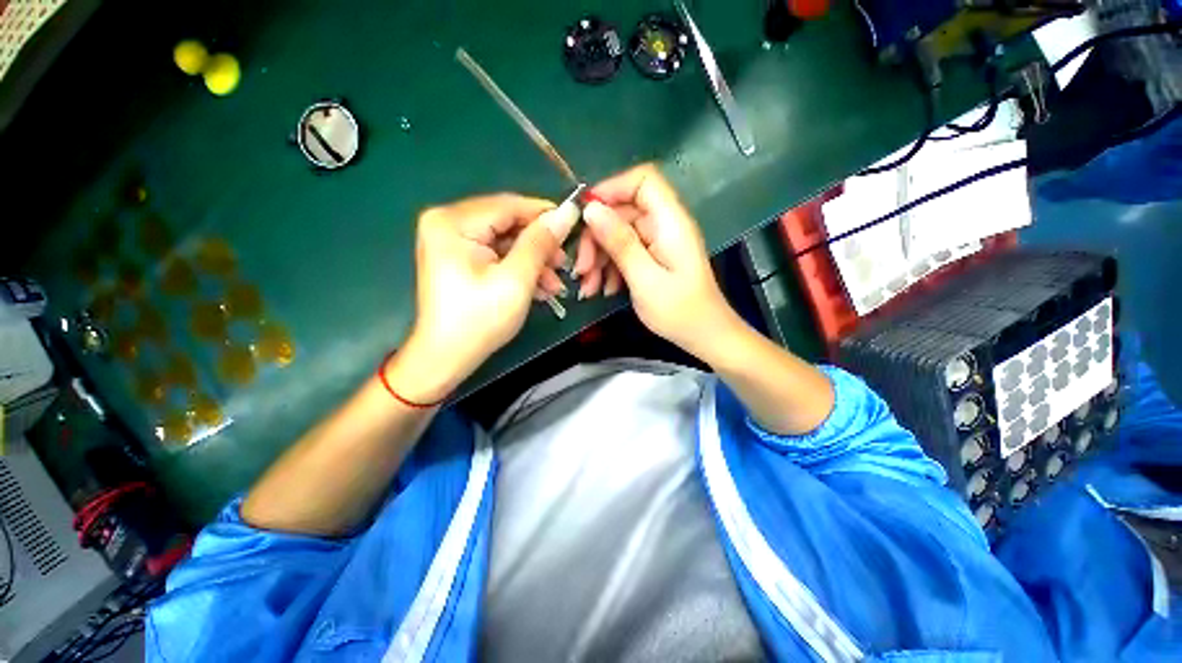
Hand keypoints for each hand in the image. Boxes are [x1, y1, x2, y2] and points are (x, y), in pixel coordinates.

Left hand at [388, 194, 576, 402]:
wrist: (446, 358)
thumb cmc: (480, 320)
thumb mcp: (516, 279)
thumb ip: (540, 242)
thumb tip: (567, 212)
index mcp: (453, 222)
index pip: (509, 205)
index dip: (545, 215)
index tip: (575, 227)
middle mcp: (448, 223)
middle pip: (508, 223)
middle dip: (540, 246)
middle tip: (565, 265)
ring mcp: (452, 241)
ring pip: (506, 242)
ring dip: (533, 262)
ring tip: (555, 285)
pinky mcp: (459, 258)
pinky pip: (497, 255)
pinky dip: (519, 269)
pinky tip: (539, 288)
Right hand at [579, 164, 742, 358]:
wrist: (704, 336)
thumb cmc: (680, 311)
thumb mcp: (645, 279)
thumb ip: (620, 243)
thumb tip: (591, 209)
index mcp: (670, 222)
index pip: (642, 180)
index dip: (611, 188)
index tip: (585, 214)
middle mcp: (663, 225)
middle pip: (622, 212)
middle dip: (596, 238)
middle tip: (581, 269)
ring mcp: (657, 242)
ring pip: (618, 235)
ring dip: (599, 258)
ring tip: (589, 287)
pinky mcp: (652, 257)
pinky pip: (624, 252)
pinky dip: (609, 268)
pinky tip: (604, 289)